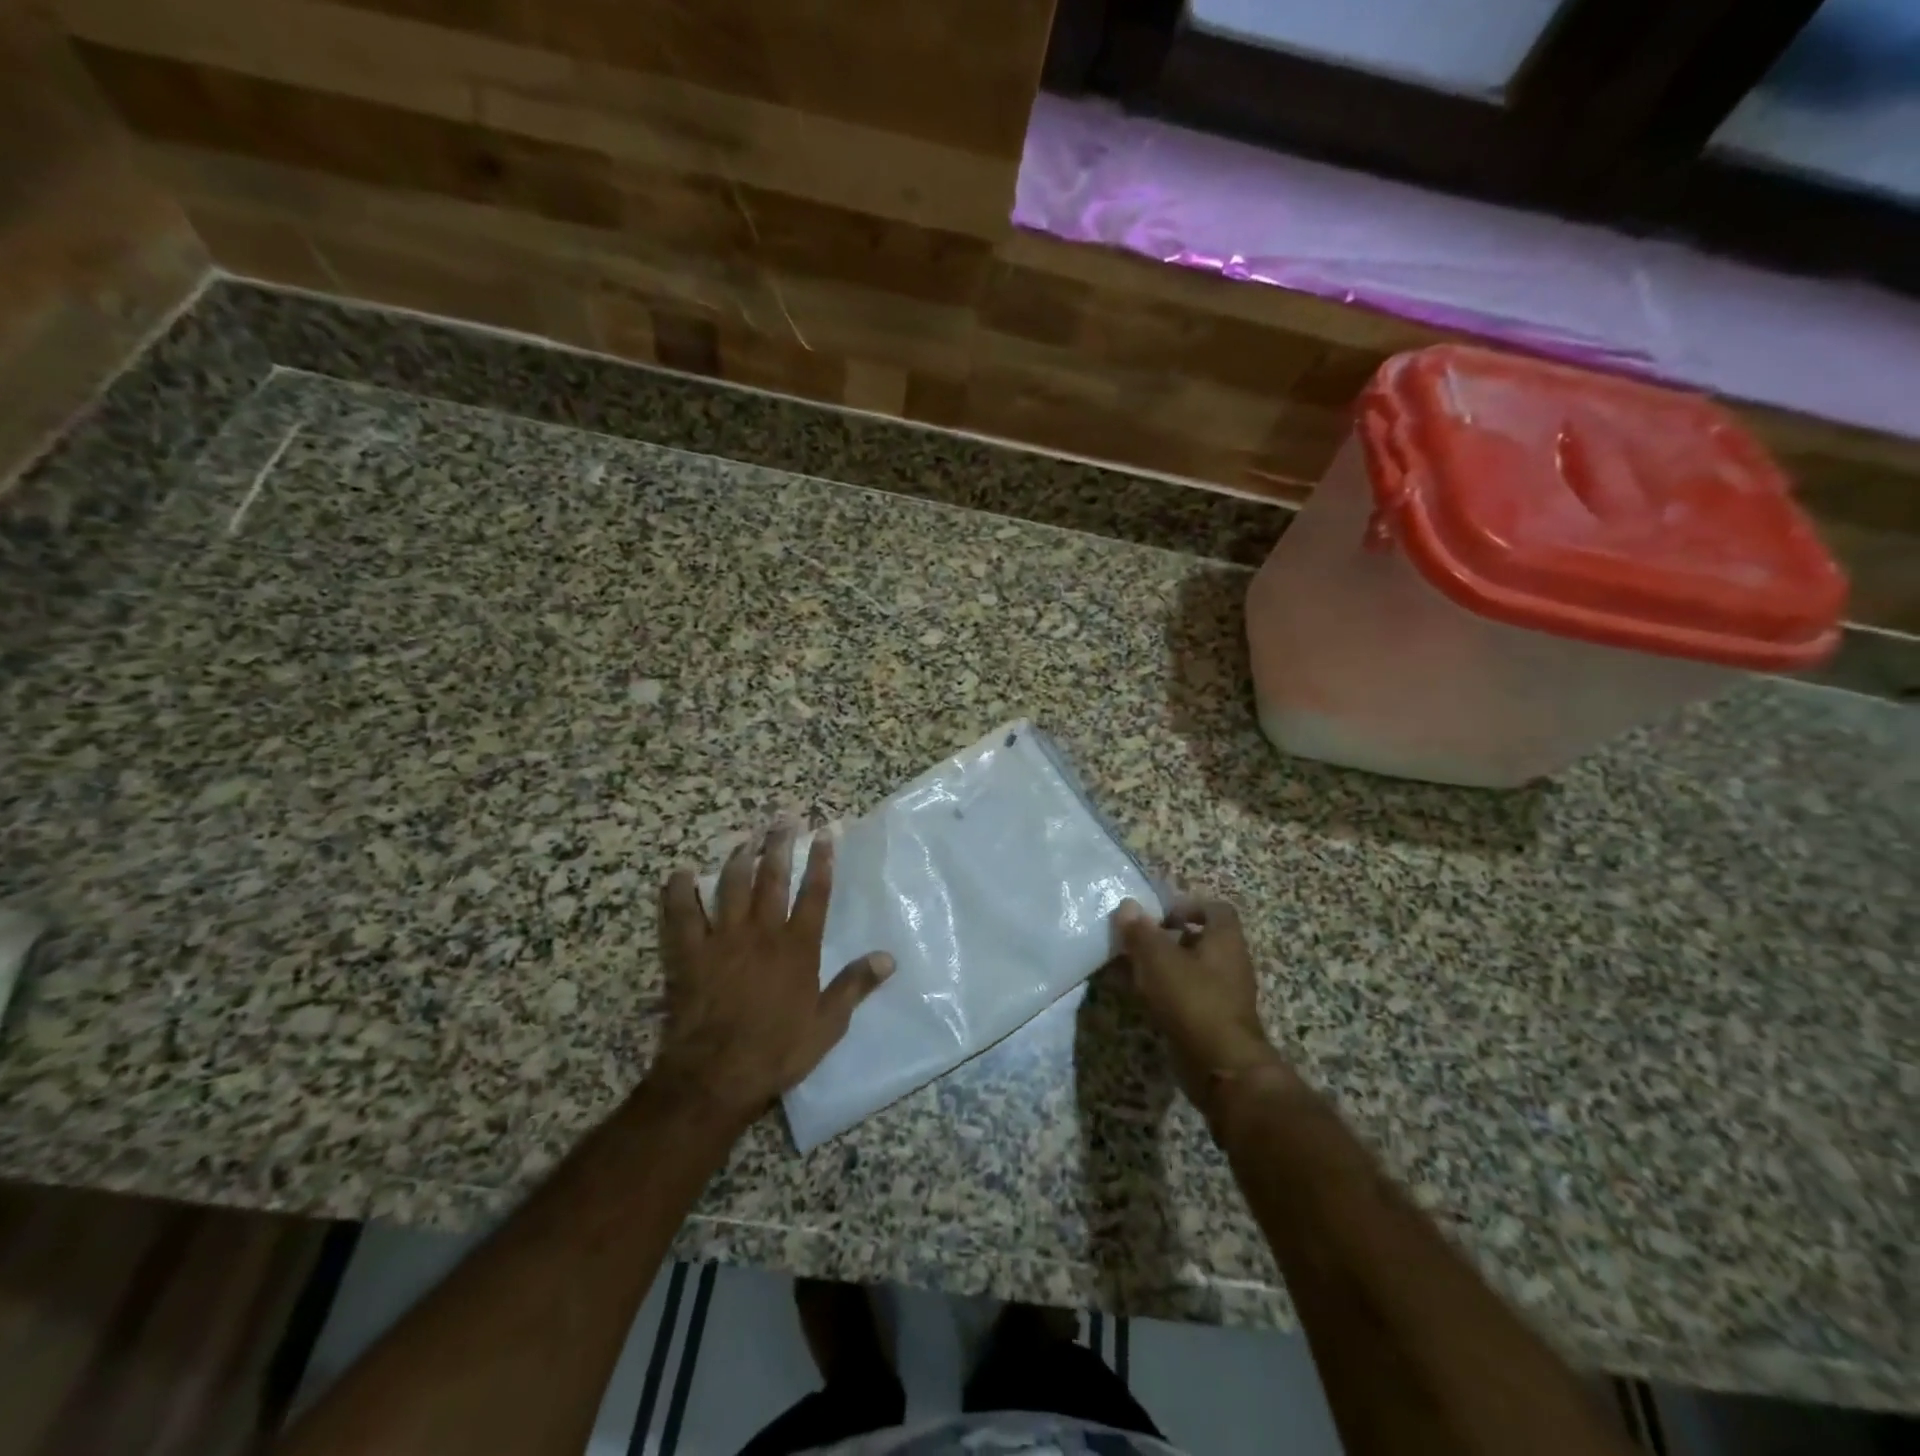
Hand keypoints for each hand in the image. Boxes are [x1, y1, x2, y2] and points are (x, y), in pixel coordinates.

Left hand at [654, 824, 892, 1129]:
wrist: (716, 1075)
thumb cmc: (777, 1050)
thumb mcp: (828, 1023)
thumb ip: (856, 985)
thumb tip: (889, 957)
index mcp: (797, 946)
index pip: (814, 893)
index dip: (821, 862)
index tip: (824, 834)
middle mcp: (762, 932)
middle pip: (772, 879)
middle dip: (779, 845)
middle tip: (783, 818)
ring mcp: (722, 939)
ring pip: (730, 887)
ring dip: (738, 859)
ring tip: (743, 837)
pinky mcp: (689, 954)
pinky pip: (681, 915)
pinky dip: (678, 892)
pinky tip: (679, 873)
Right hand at [1112, 894, 1286, 1124]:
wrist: (1222, 1068)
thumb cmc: (1192, 1000)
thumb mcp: (1158, 959)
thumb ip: (1140, 931)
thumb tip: (1127, 906)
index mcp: (1225, 940)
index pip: (1215, 909)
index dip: (1187, 906)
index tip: (1158, 915)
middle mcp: (1231, 963)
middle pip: (1201, 939)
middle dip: (1169, 938)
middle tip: (1139, 942)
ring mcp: (1226, 995)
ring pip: (1193, 969)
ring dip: (1165, 966)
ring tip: (1134, 969)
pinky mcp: (1215, 1021)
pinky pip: (1189, 996)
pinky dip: (1168, 992)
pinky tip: (1142, 998)